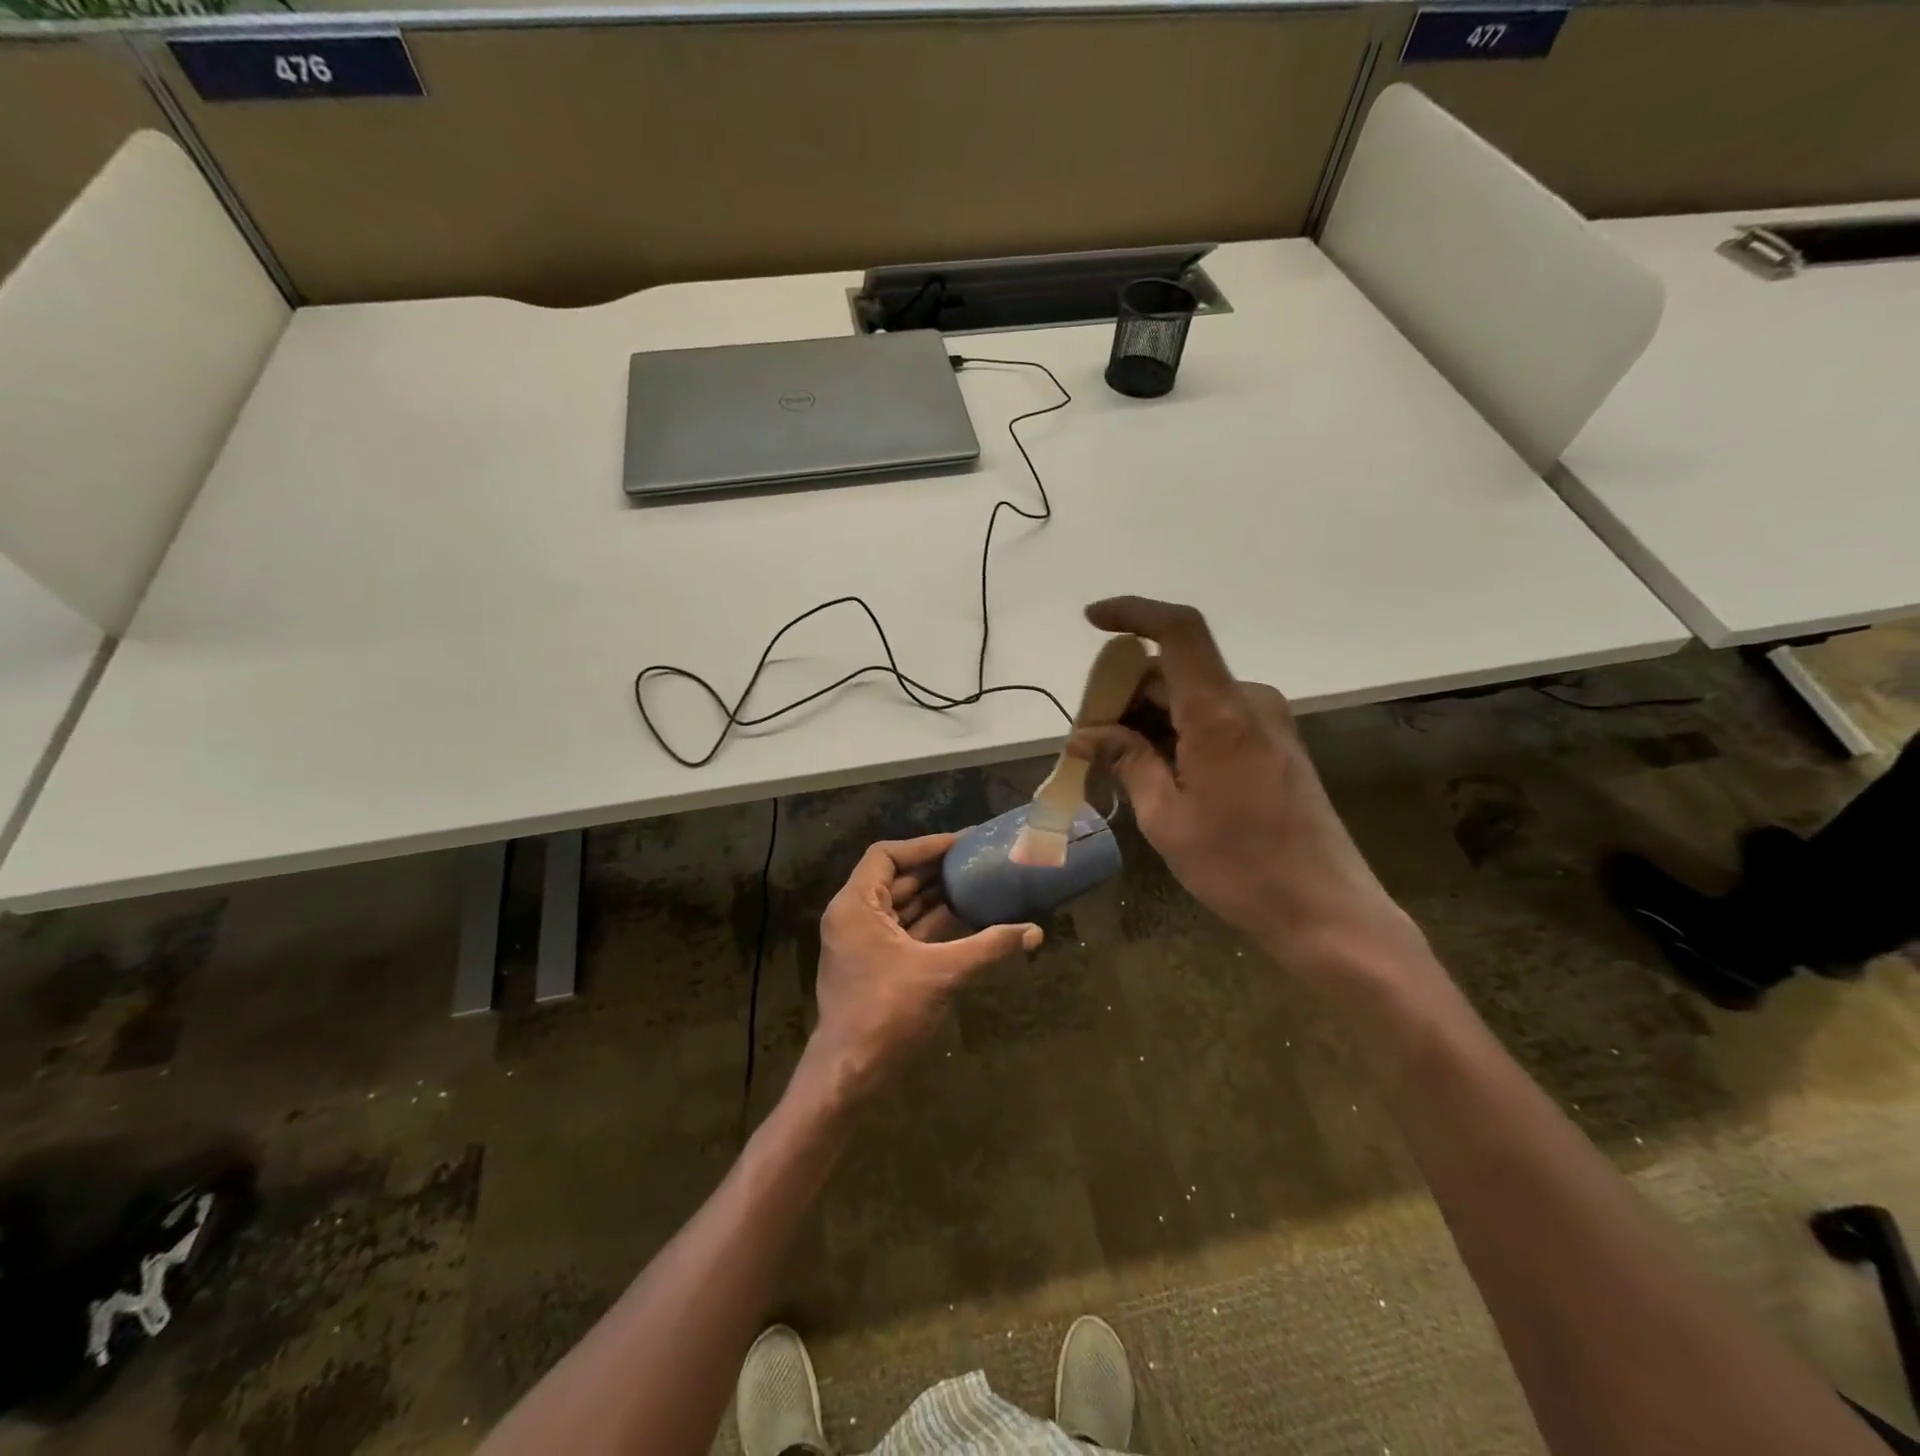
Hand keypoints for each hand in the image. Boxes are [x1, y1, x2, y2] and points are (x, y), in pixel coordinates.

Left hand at [797, 834, 1041, 1105]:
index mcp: (856, 906)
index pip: (886, 855)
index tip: (960, 843)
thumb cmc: (887, 1012)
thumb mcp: (942, 973)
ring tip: (975, 882)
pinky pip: (903, 931)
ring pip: (900, 906)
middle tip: (975, 859)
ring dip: (934, 896)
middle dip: (934, 869)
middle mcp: (853, 916)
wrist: (849, 1073)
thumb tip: (1035, 931)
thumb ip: (988, 947)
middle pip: (894, 878)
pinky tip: (964, 918)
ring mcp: (861, 942)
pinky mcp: (873, 965)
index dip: (924, 846)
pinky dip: (929, 923)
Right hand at [1070, 597, 1420, 984]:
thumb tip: (1085, 734)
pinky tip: (1153, 770)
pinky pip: (1212, 718)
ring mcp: (1266, 721)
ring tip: (1113, 762)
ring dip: (1148, 717)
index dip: (1133, 613)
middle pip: (1173, 671)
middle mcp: (1248, 701)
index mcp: (1220, 713)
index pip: (1178, 631)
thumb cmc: (1239, 867)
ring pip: (1190, 696)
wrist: (1326, 910)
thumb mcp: (1166, 818)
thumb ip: (1127, 761)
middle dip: (1124, 693)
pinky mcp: (1273, 742)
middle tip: (1086, 738)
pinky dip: (1175, 731)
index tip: (1091, 621)